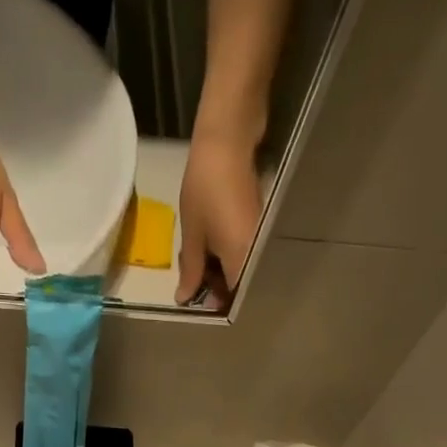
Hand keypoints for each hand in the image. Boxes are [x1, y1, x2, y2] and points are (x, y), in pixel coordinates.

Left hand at [176, 127, 261, 307]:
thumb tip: (185, 298)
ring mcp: (261, 241)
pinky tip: (210, 248)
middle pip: (240, 286)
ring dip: (220, 272)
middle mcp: (258, 256)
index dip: (215, 304)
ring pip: (242, 270)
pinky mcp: (260, 228)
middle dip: (216, 289)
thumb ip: (191, 270)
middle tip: (191, 279)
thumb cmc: (206, 189)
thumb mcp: (193, 234)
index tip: (196, 299)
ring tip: (196, 262)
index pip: (234, 299)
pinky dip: (227, 257)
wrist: (227, 142)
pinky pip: (244, 254)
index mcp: (242, 262)